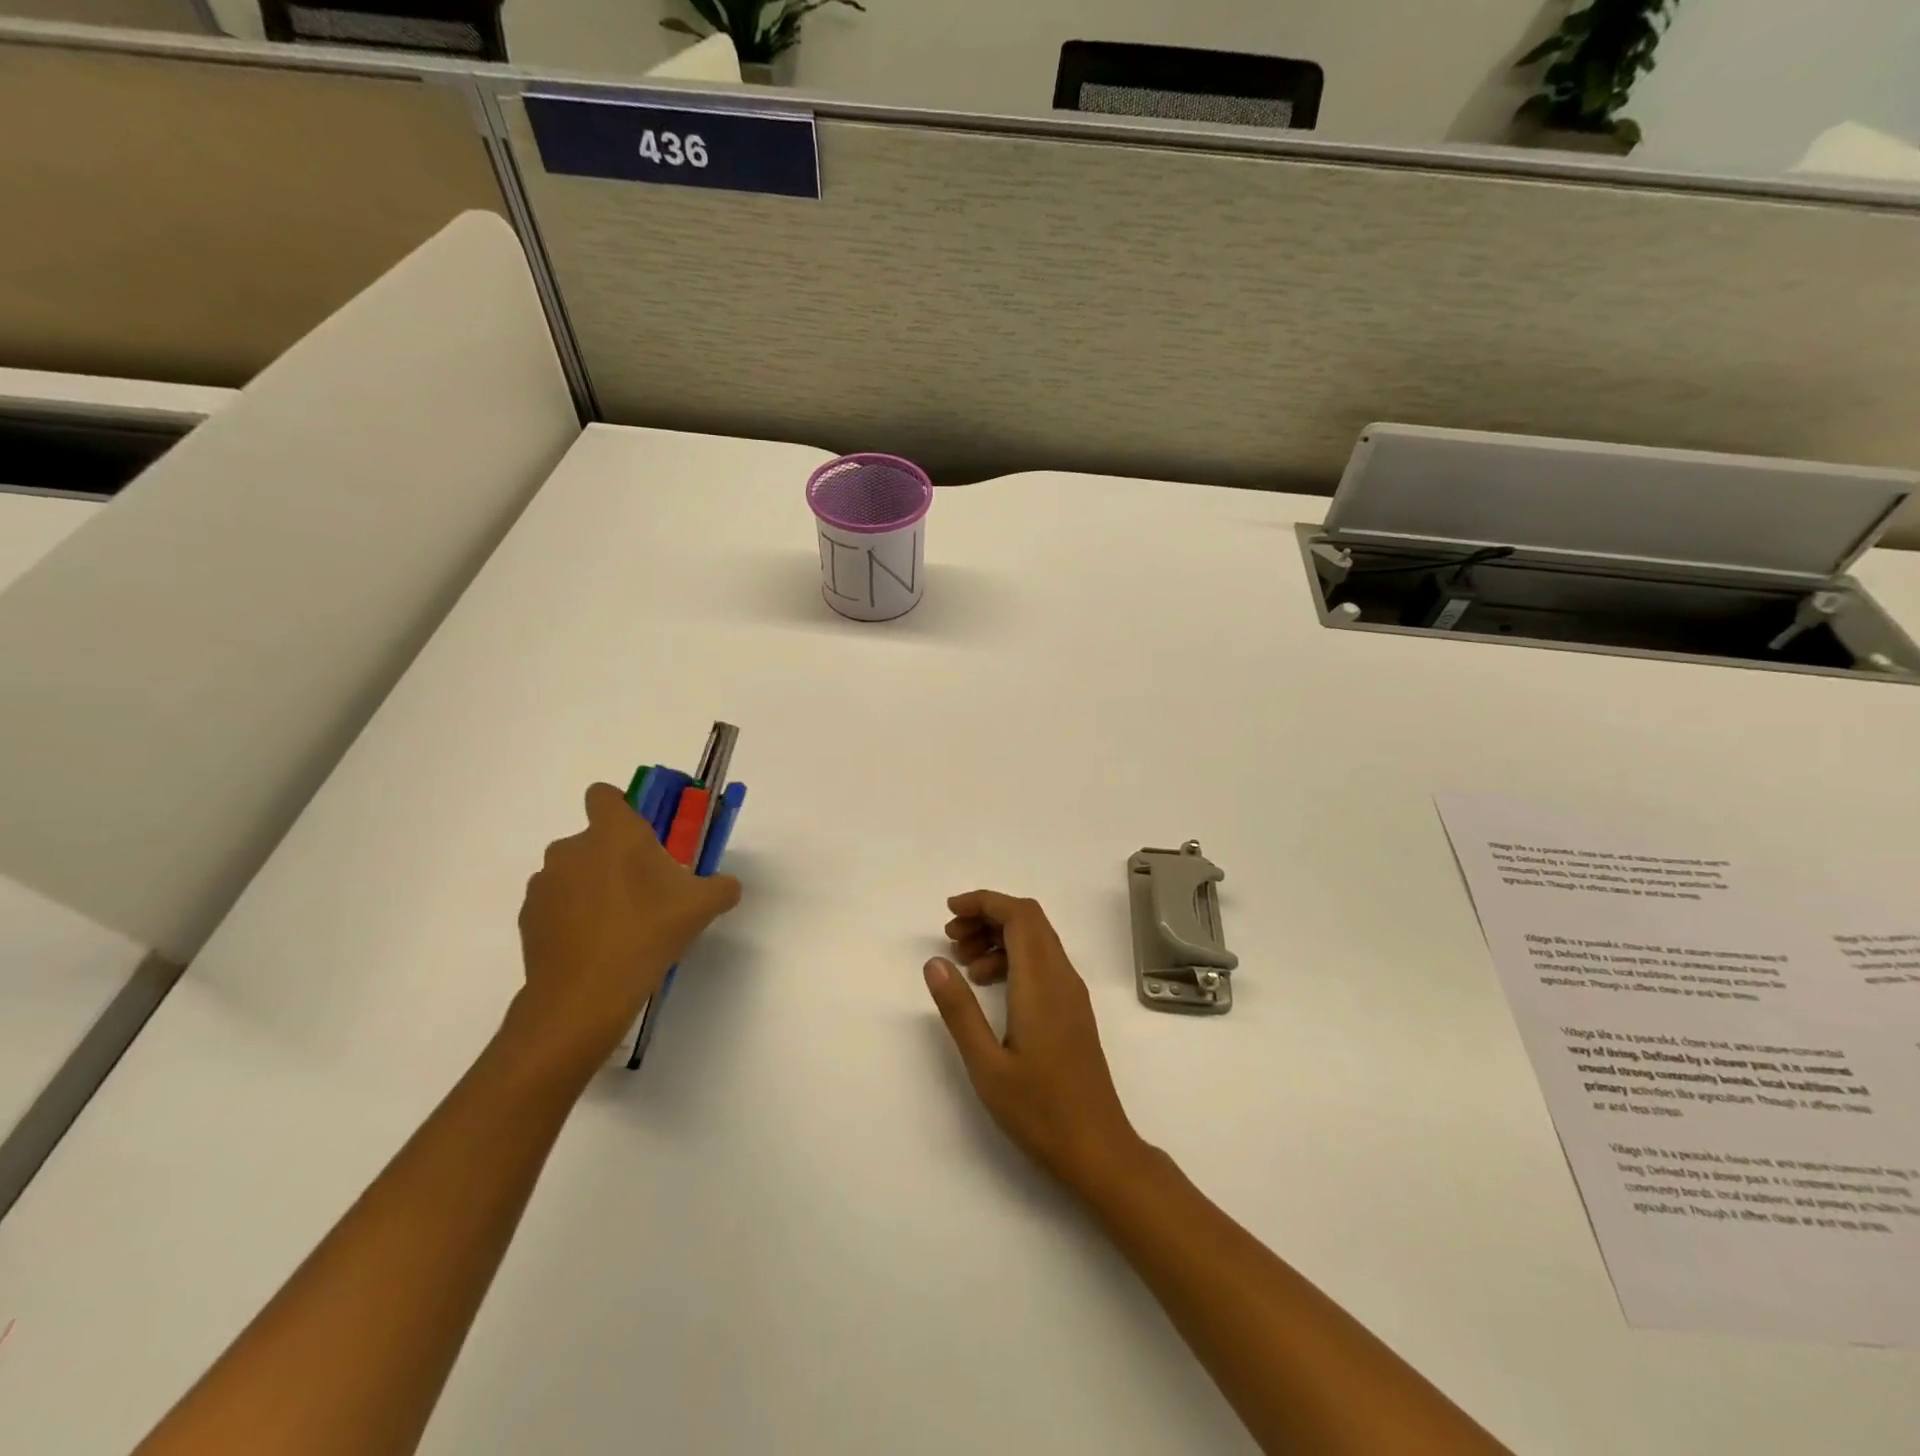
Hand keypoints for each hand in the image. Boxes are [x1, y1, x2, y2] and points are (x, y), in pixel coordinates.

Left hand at [507, 783, 740, 1078]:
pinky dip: (572, 916)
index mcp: (614, 833)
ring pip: (573, 872)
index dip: (620, 807)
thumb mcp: (703, 906)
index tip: (640, 835)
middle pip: (593, 839)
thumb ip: (722, 887)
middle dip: (615, 858)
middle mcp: (572, 848)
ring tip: (620, 925)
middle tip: (644, 891)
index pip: (604, 795)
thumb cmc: (647, 933)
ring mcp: (544, 883)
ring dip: (593, 887)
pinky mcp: (528, 917)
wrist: (584, 995)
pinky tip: (596, 946)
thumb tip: (728, 886)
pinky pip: (556, 904)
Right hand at [925, 891, 1144, 1192]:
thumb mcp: (986, 1064)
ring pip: (1037, 940)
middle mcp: (1062, 977)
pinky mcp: (1073, 1009)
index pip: (1019, 915)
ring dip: (999, 937)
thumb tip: (935, 962)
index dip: (984, 902)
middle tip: (950, 938)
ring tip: (963, 964)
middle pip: (1029, 920)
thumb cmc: (1039, 1110)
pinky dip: (1013, 958)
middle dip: (987, 916)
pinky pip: (1042, 962)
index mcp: (1041, 983)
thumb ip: (959, 1009)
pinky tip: (989, 985)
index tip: (949, 912)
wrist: (1097, 1148)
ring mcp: (1071, 993)